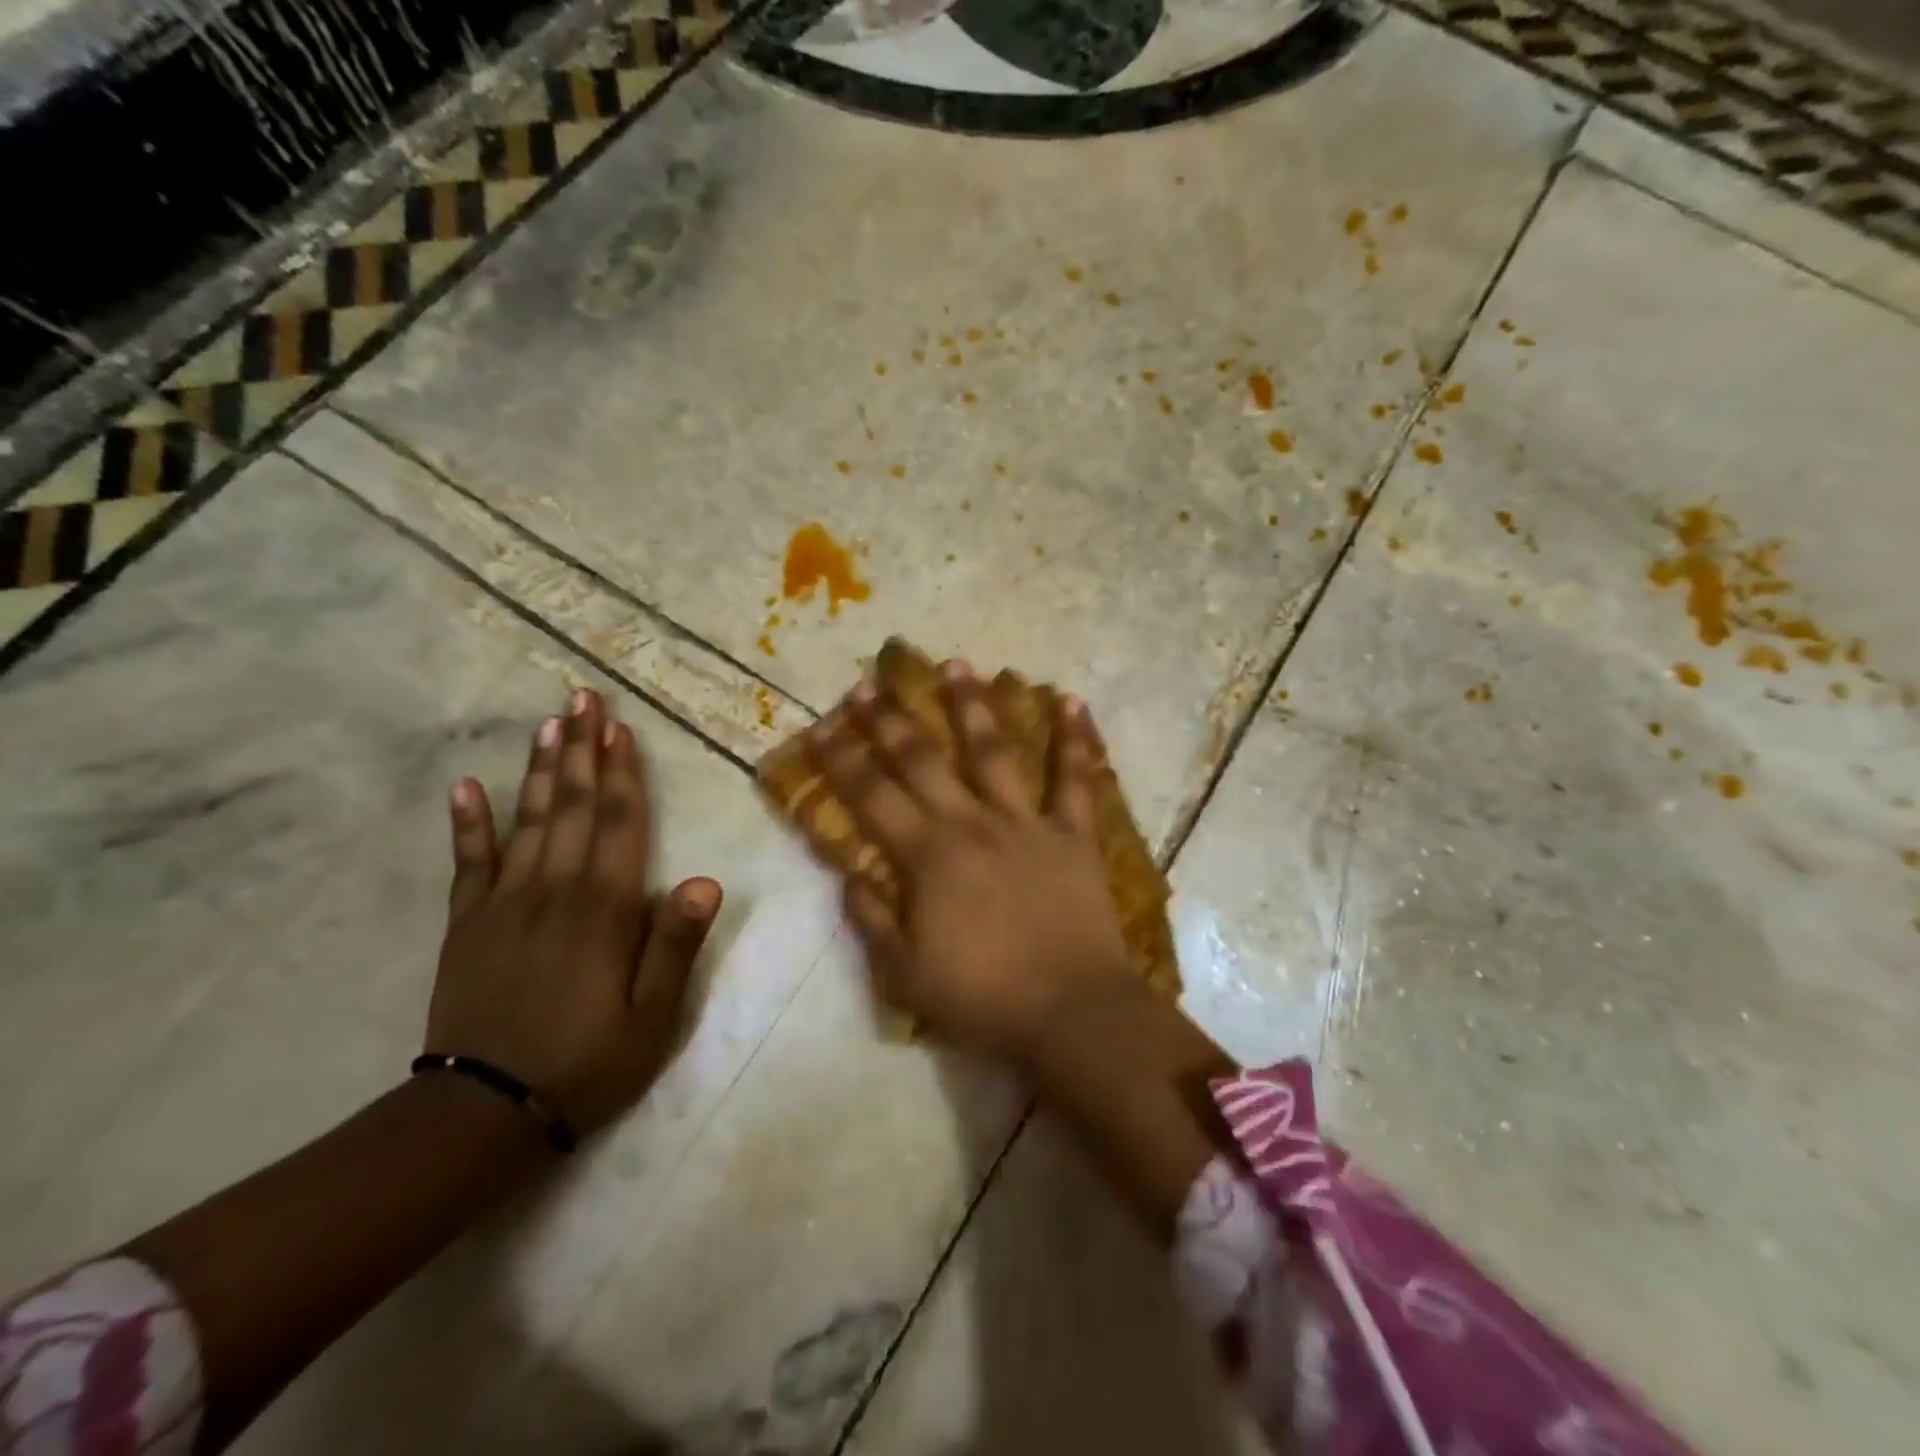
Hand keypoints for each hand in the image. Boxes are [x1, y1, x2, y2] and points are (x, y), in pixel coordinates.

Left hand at [426, 689, 720, 1135]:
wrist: (483, 1113)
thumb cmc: (585, 1062)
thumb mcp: (652, 1017)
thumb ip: (675, 945)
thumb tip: (705, 880)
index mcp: (604, 908)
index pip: (619, 823)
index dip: (622, 772)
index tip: (620, 727)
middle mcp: (554, 890)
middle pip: (571, 805)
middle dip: (580, 748)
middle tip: (582, 697)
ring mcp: (504, 903)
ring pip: (527, 821)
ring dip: (538, 768)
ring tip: (548, 722)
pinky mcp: (467, 924)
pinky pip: (467, 863)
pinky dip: (467, 824)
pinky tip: (465, 787)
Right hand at [804, 662, 1133, 1064]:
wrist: (1071, 1011)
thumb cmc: (983, 997)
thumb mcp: (906, 972)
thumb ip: (872, 917)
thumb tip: (847, 873)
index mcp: (928, 856)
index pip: (872, 797)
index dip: (842, 760)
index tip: (821, 725)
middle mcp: (972, 824)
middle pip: (924, 761)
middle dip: (892, 720)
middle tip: (871, 682)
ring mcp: (1027, 822)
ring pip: (994, 751)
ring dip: (972, 705)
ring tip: (957, 663)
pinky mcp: (1074, 833)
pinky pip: (1076, 778)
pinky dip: (1075, 738)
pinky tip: (1070, 699)